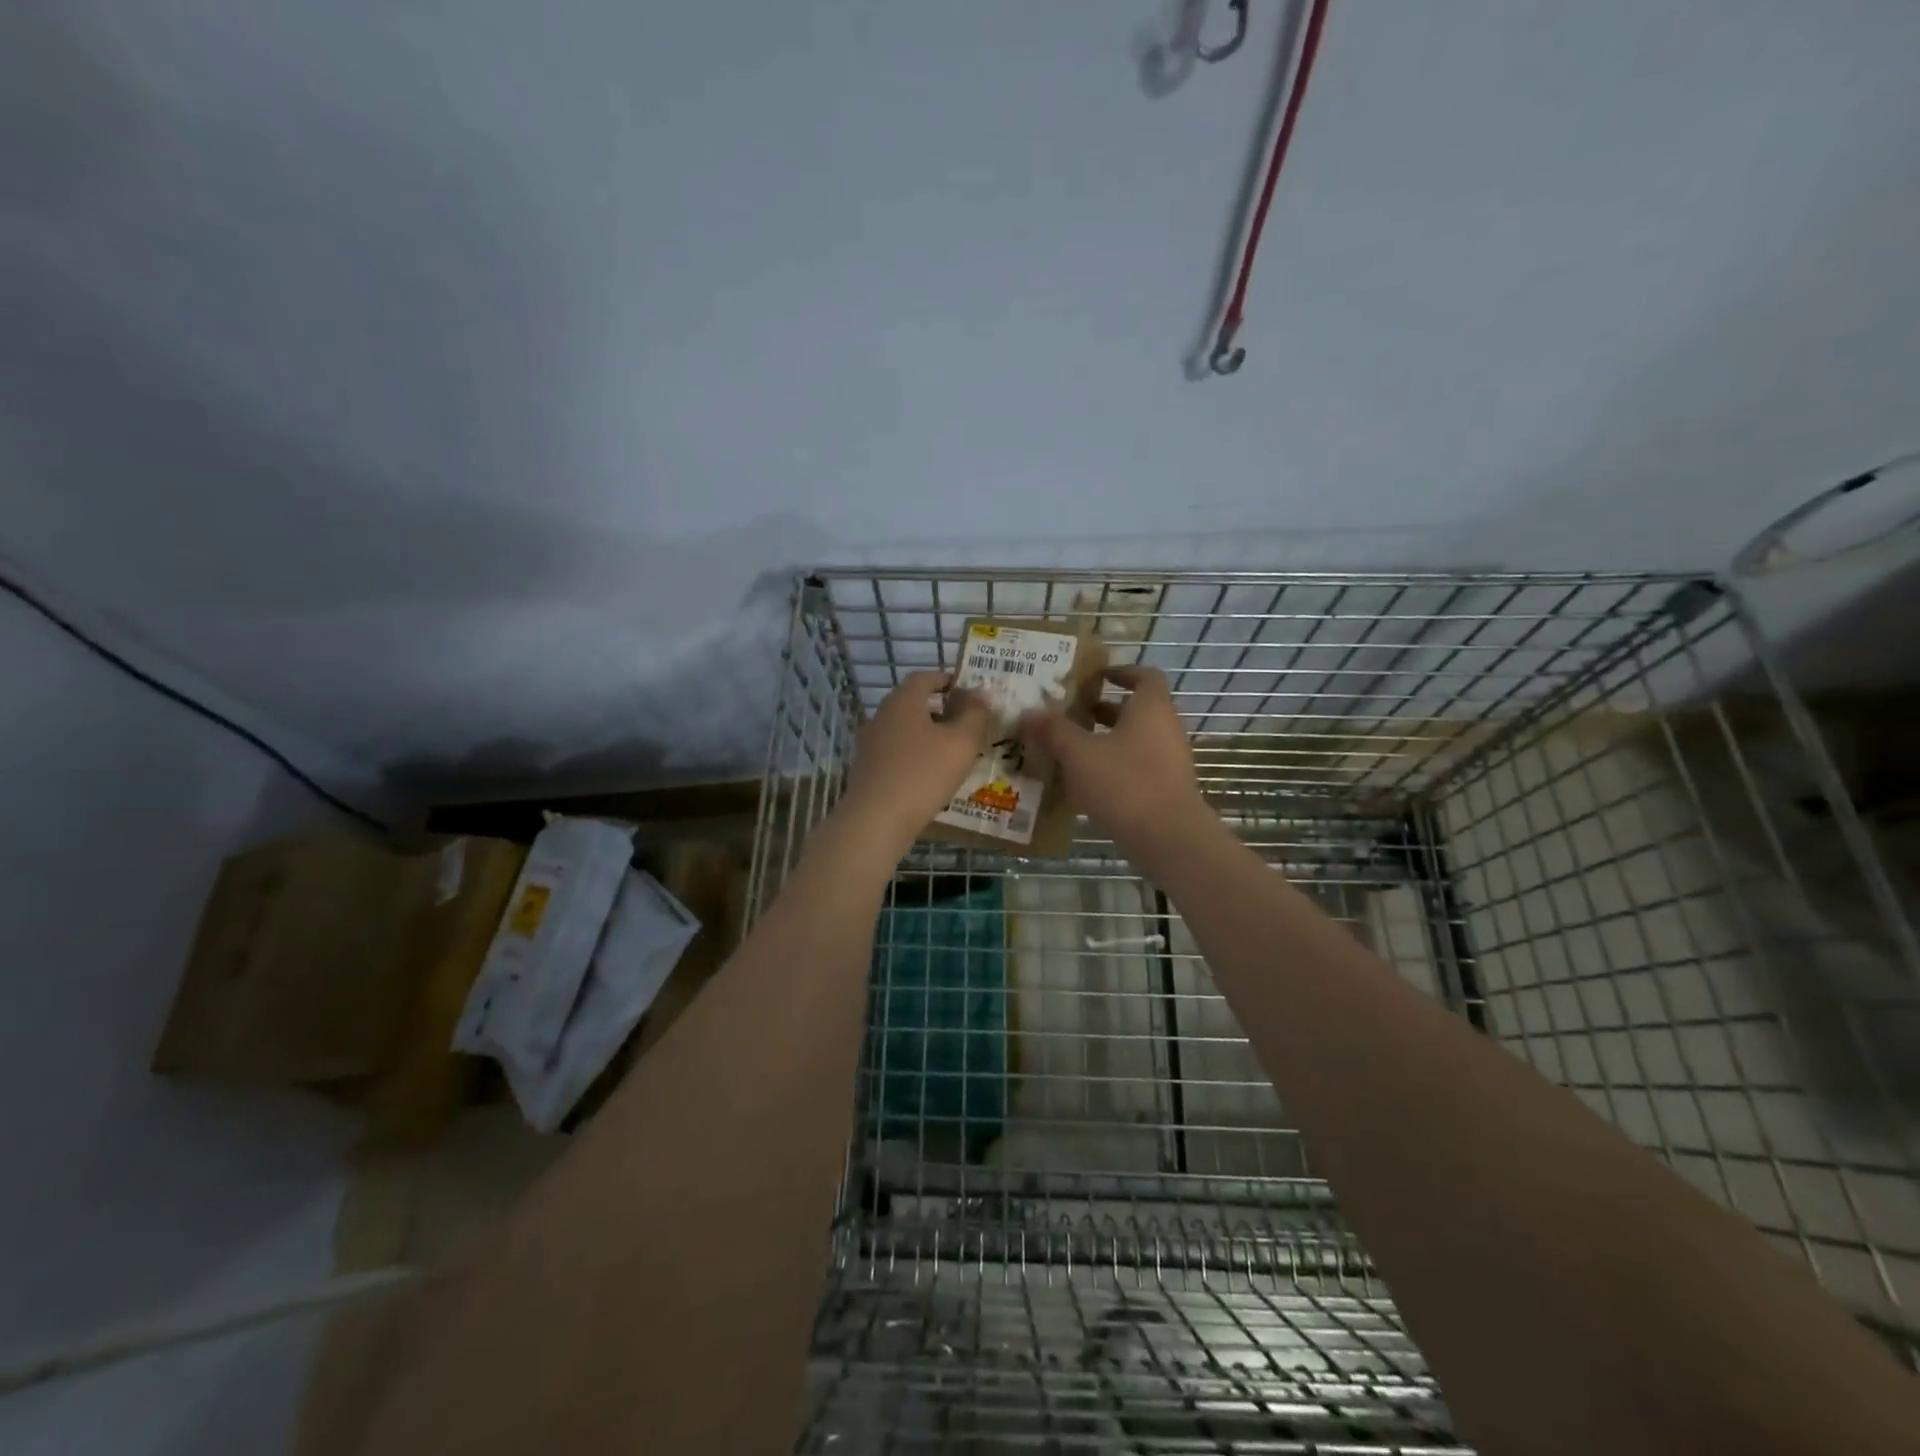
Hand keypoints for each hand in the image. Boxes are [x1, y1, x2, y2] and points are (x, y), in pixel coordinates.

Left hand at [840, 670, 991, 852]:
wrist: (876, 820)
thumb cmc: (923, 774)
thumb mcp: (961, 743)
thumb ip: (976, 714)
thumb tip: (982, 691)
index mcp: (903, 701)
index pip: (925, 677)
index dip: (947, 680)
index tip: (968, 692)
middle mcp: (881, 715)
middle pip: (913, 703)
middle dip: (940, 709)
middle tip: (966, 723)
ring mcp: (869, 743)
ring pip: (904, 729)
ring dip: (927, 734)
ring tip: (952, 752)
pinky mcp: (866, 768)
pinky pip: (895, 752)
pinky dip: (914, 755)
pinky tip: (929, 775)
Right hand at [1017, 666, 1213, 860]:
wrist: (1169, 838)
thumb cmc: (1124, 783)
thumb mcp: (1079, 754)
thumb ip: (1053, 731)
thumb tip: (1027, 713)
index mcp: (1151, 708)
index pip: (1144, 675)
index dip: (1120, 671)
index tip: (1094, 676)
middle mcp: (1166, 728)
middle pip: (1136, 709)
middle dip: (1103, 709)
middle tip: (1070, 714)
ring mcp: (1170, 760)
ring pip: (1136, 739)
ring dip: (1107, 740)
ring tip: (1071, 748)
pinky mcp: (1167, 788)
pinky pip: (1138, 766)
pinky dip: (1115, 766)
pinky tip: (1087, 782)